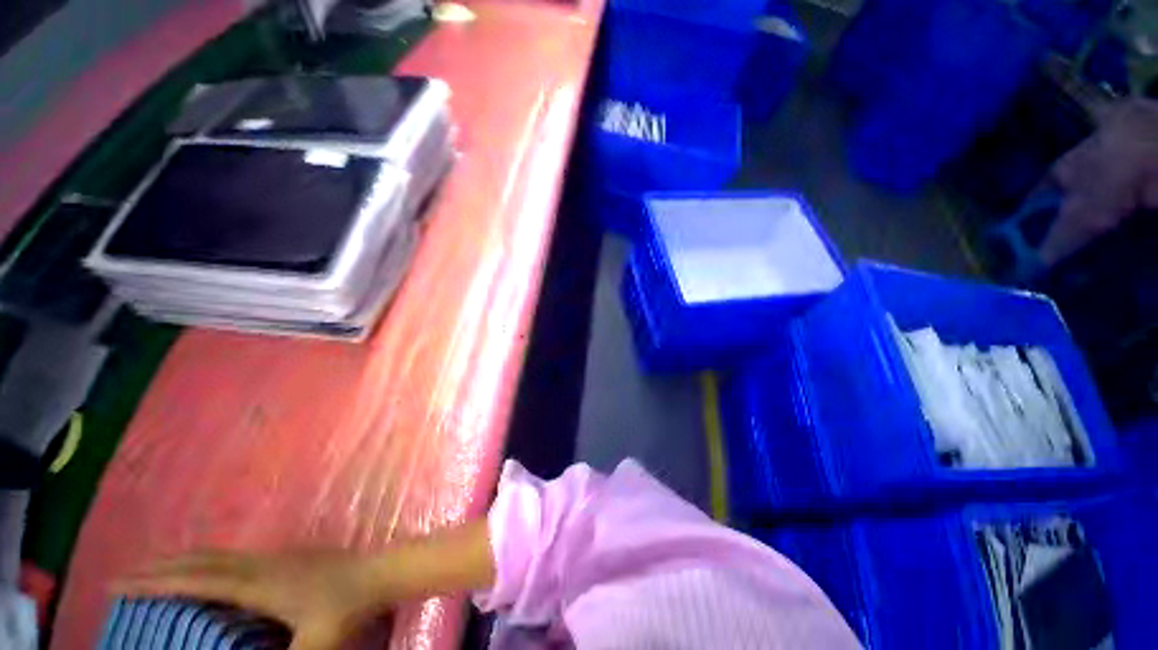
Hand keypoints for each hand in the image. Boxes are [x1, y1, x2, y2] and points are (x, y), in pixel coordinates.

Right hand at [115, 550, 393, 649]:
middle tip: (126, 577)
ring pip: (217, 554)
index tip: (118, 584)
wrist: (379, 572)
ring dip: (183, 561)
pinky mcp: (286, 557)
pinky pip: (234, 556)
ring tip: (157, 572)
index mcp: (257, 584)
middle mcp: (260, 564)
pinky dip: (208, 561)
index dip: (155, 583)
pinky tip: (208, 572)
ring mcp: (275, 556)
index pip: (195, 581)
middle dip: (160, 567)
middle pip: (200, 560)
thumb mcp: (314, 645)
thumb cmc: (346, 609)